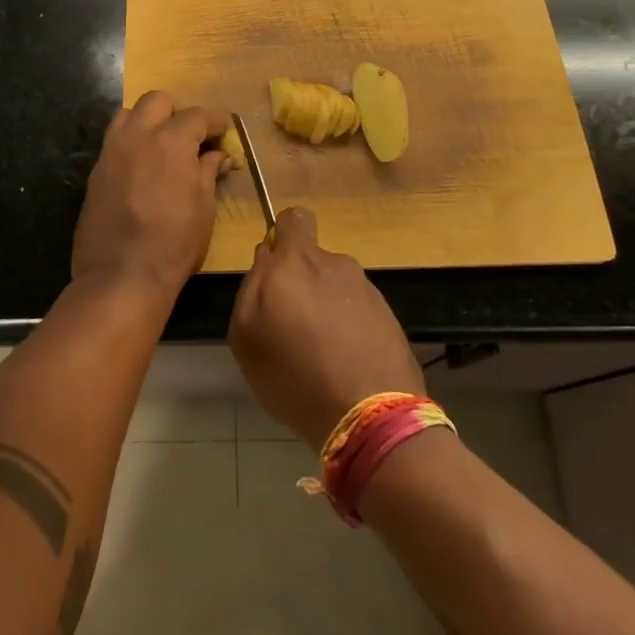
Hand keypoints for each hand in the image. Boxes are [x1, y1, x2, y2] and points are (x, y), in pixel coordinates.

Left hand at [72, 92, 229, 299]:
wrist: (121, 275)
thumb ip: (208, 172)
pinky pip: (114, 141)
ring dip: (148, 120)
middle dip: (177, 112)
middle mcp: (139, 135)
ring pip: (128, 114)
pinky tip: (141, 166)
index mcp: (171, 140)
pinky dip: (131, 143)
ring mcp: (112, 150)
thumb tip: (216, 155)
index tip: (224, 129)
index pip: (197, 116)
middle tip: (190, 136)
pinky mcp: (96, 170)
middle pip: (157, 101)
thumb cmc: (174, 243)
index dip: (215, 121)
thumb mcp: (204, 207)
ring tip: (161, 144)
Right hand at [228, 207, 422, 445]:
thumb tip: (267, 258)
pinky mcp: (389, 316)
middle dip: (302, 281)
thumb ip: (251, 286)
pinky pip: (358, 311)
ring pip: (336, 286)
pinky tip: (345, 364)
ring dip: (327, 307)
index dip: (283, 236)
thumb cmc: (294, 375)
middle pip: (313, 259)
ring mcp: (366, 289)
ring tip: (321, 353)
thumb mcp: (246, 335)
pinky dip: (349, 328)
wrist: (370, 416)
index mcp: (297, 261)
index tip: (276, 269)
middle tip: (293, 324)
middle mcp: (334, 264)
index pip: (293, 218)